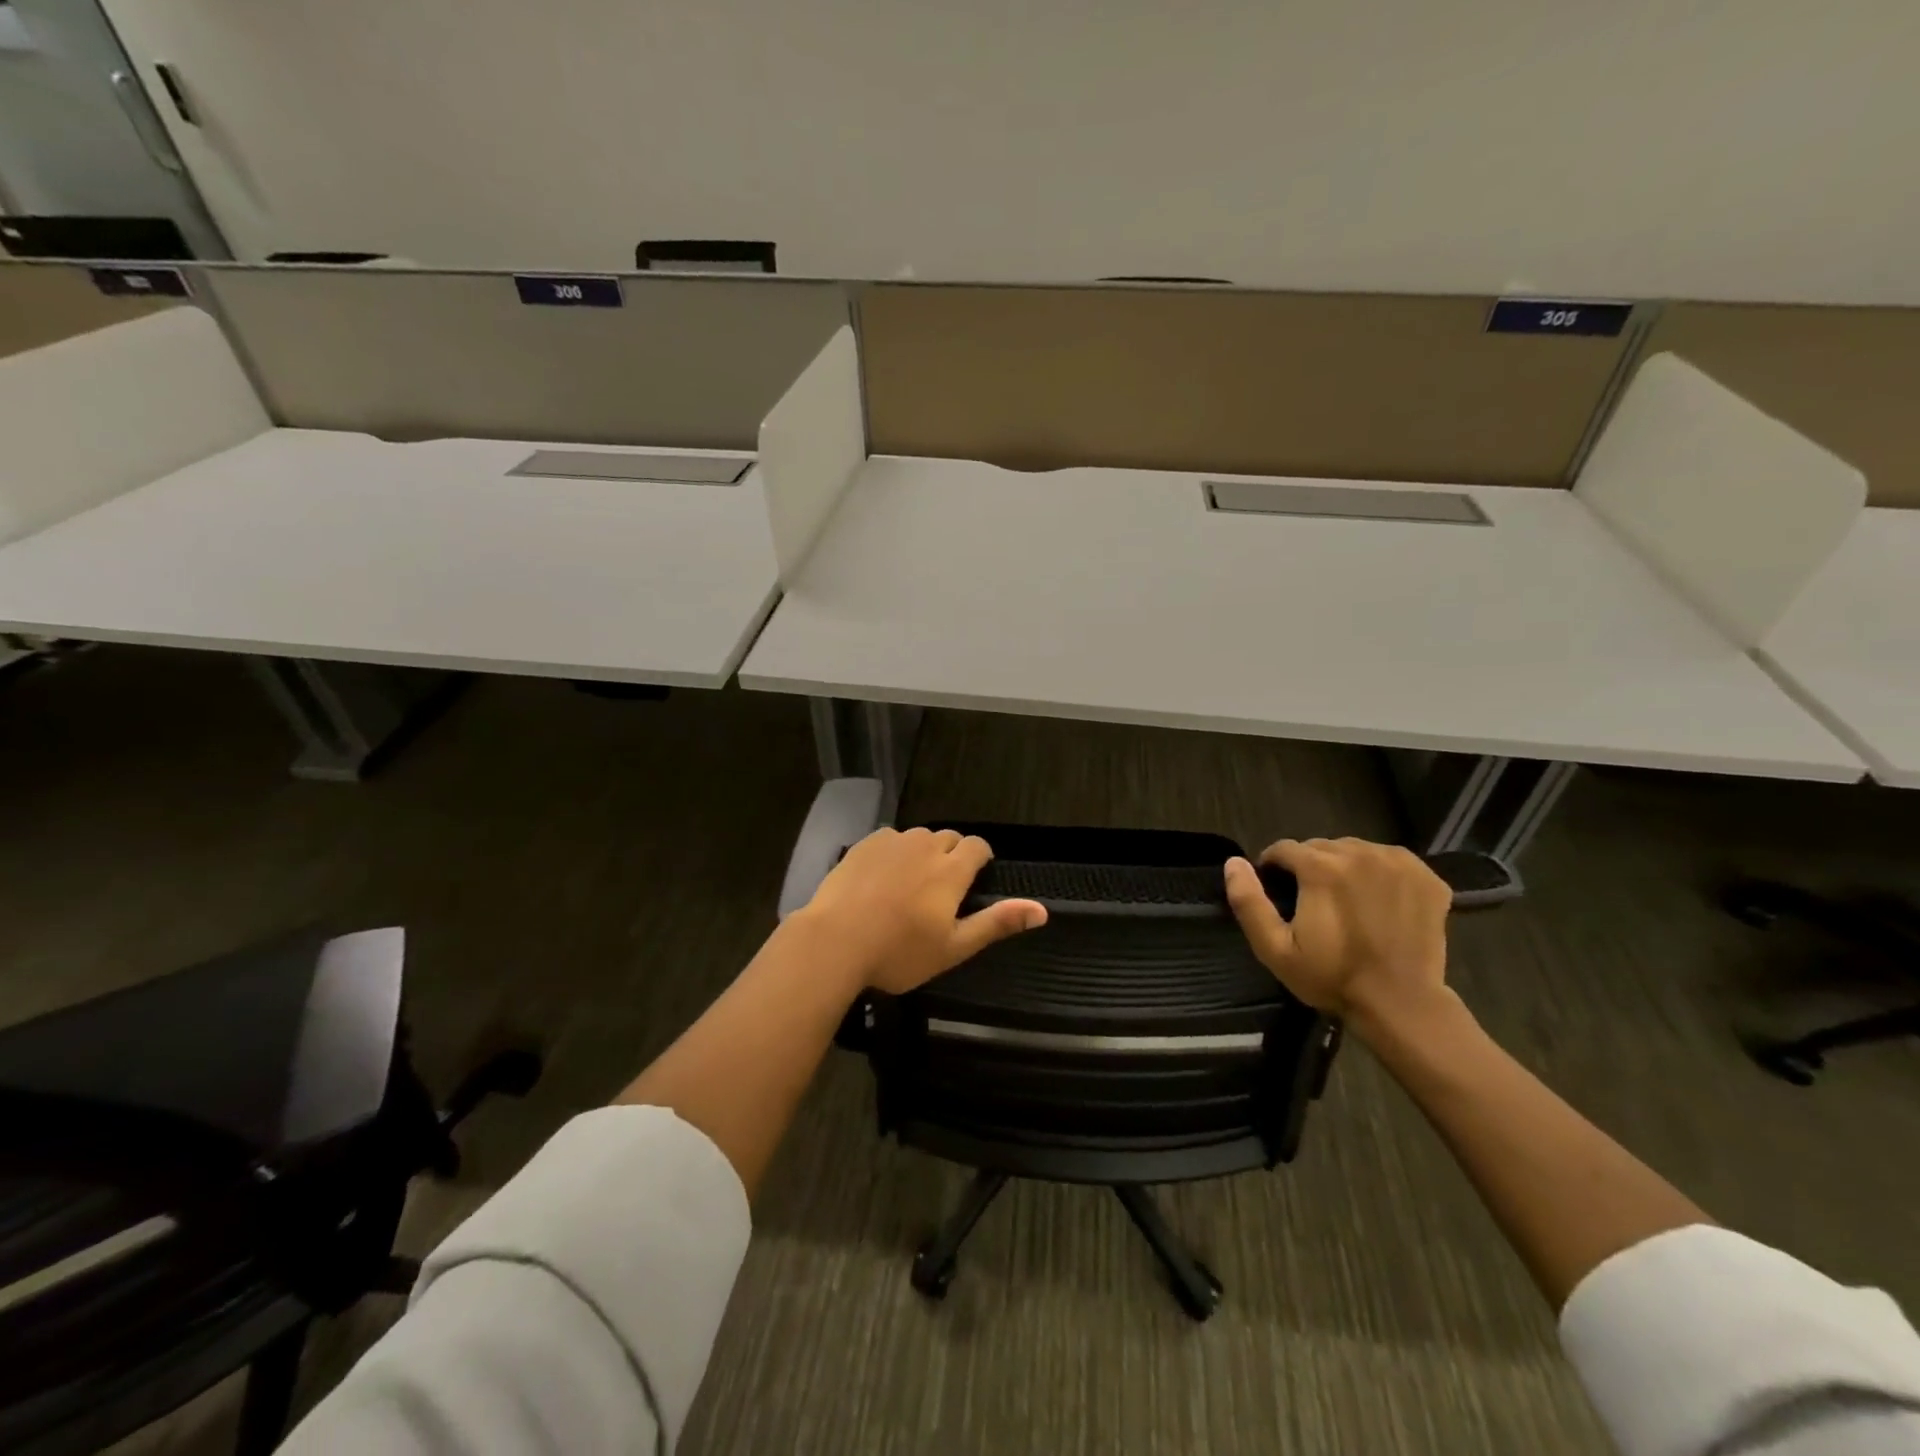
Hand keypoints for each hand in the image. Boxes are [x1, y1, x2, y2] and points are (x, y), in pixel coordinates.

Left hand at [797, 827, 1047, 994]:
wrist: (835, 941)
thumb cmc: (899, 952)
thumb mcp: (954, 947)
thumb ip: (997, 923)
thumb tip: (1043, 910)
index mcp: (951, 870)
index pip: (977, 846)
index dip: (980, 858)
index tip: (975, 878)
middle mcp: (925, 846)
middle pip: (949, 838)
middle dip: (952, 855)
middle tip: (941, 889)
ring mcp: (891, 842)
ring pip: (918, 837)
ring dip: (923, 852)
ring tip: (911, 883)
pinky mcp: (864, 844)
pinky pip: (889, 839)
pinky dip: (893, 852)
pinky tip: (881, 878)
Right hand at [1223, 837, 1451, 1032]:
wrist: (1402, 1004)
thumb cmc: (1332, 977)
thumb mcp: (1275, 949)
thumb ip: (1249, 902)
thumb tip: (1233, 862)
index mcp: (1320, 867)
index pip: (1283, 849)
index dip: (1274, 869)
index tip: (1278, 895)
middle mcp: (1359, 853)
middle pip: (1320, 847)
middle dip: (1310, 868)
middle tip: (1313, 903)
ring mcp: (1397, 862)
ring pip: (1355, 851)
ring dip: (1344, 868)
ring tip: (1347, 902)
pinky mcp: (1426, 877)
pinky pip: (1390, 861)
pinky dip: (1380, 874)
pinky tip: (1379, 902)